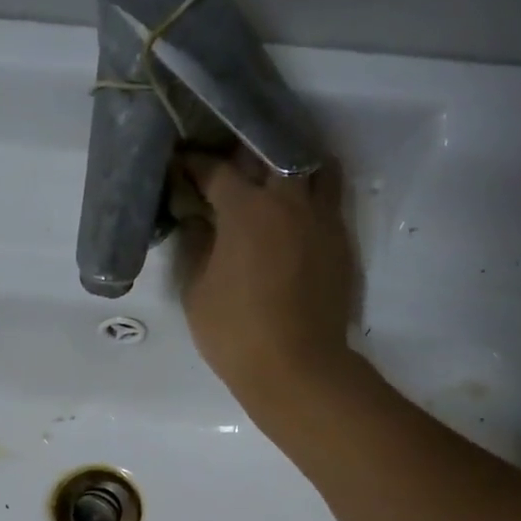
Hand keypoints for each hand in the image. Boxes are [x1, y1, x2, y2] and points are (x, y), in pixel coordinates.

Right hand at [172, 149, 360, 407]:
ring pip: (311, 165)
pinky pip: (328, 197)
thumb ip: (196, 246)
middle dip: (244, 152)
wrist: (297, 368)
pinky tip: (293, 212)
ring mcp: (320, 218)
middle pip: (269, 152)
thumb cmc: (236, 334)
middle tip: (227, 164)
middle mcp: (287, 200)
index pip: (215, 170)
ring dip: (289, 163)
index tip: (180, 164)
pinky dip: (310, 192)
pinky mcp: (339, 240)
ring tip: (271, 176)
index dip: (193, 164)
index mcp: (246, 209)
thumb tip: (198, 220)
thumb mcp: (196, 293)